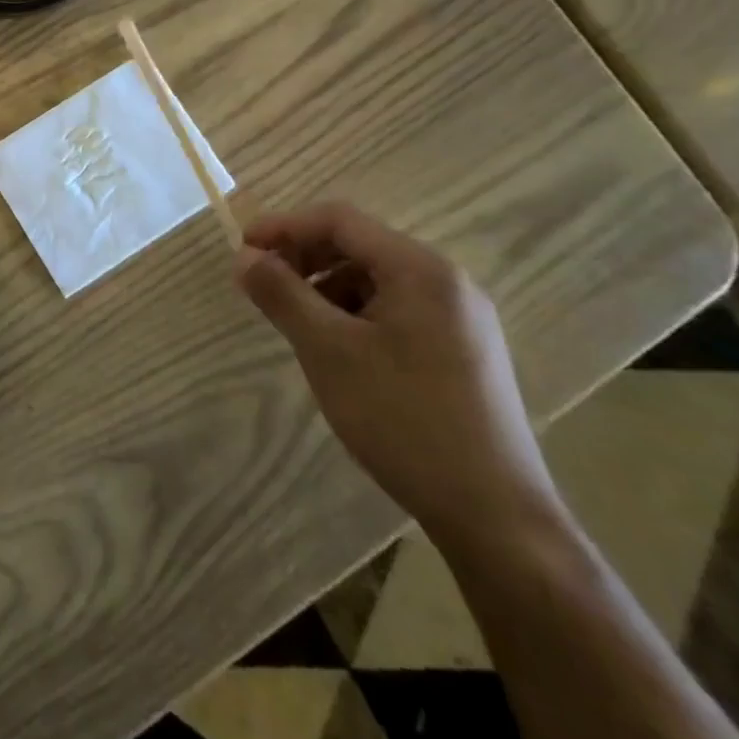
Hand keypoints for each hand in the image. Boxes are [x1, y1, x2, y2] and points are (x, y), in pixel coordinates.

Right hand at [236, 203, 562, 549]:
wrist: (496, 518)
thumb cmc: (404, 419)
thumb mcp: (328, 350)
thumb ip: (281, 294)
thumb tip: (243, 257)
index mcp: (421, 270)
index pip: (339, 220)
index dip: (284, 226)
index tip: (243, 250)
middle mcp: (447, 282)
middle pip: (359, 245)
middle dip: (304, 257)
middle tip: (263, 284)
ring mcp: (461, 318)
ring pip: (376, 279)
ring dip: (327, 287)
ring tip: (296, 321)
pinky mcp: (463, 351)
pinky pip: (396, 309)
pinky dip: (355, 313)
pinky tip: (338, 349)